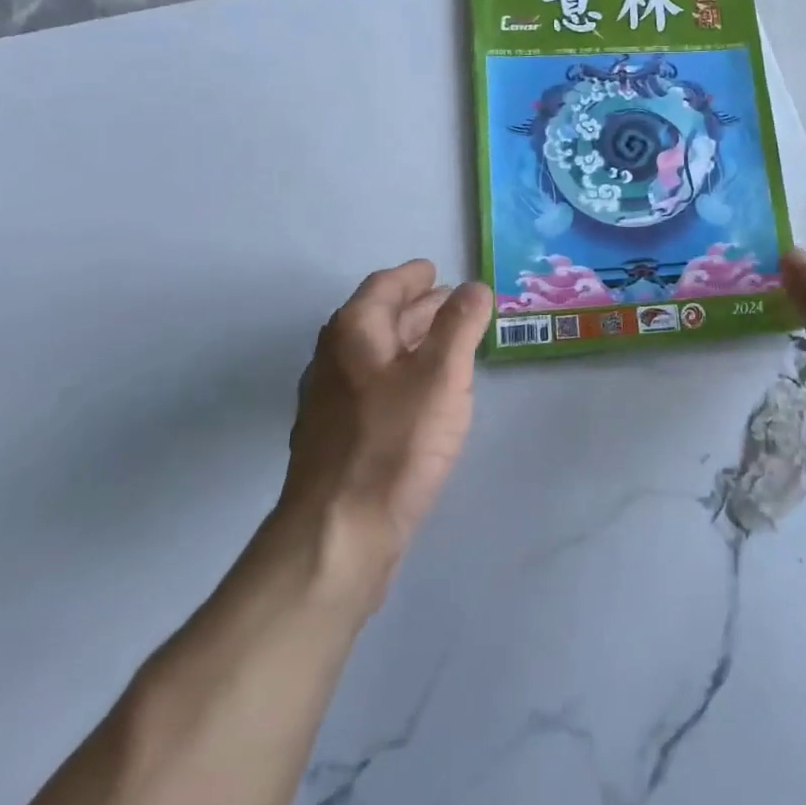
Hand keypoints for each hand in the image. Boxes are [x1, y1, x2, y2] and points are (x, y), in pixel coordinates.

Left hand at [281, 261, 493, 600]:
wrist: (338, 533)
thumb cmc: (395, 441)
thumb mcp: (442, 374)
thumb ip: (460, 324)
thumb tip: (474, 287)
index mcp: (354, 333)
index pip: (383, 286)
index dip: (412, 276)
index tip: (436, 271)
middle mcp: (335, 359)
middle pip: (378, 318)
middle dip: (416, 307)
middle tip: (452, 303)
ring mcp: (330, 401)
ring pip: (376, 354)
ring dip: (410, 340)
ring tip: (446, 342)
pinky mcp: (337, 437)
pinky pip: (373, 385)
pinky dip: (401, 372)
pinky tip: (422, 393)